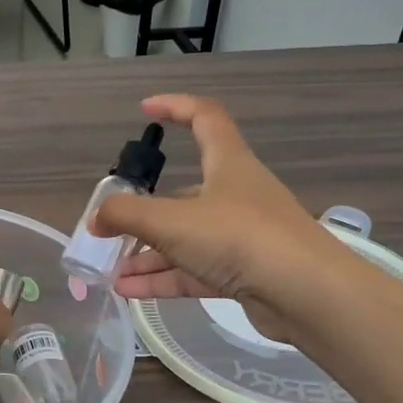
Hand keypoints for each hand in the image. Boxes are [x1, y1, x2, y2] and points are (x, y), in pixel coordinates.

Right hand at [90, 94, 351, 339]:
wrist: (307, 295)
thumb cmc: (239, 238)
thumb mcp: (171, 221)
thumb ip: (125, 216)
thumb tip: (95, 219)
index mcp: (228, 164)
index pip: (204, 118)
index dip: (175, 107)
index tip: (145, 109)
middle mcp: (236, 195)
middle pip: (183, 194)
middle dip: (144, 212)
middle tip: (110, 228)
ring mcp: (242, 236)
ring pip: (186, 238)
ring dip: (148, 254)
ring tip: (111, 270)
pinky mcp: (244, 273)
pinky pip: (194, 270)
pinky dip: (163, 278)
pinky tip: (129, 290)